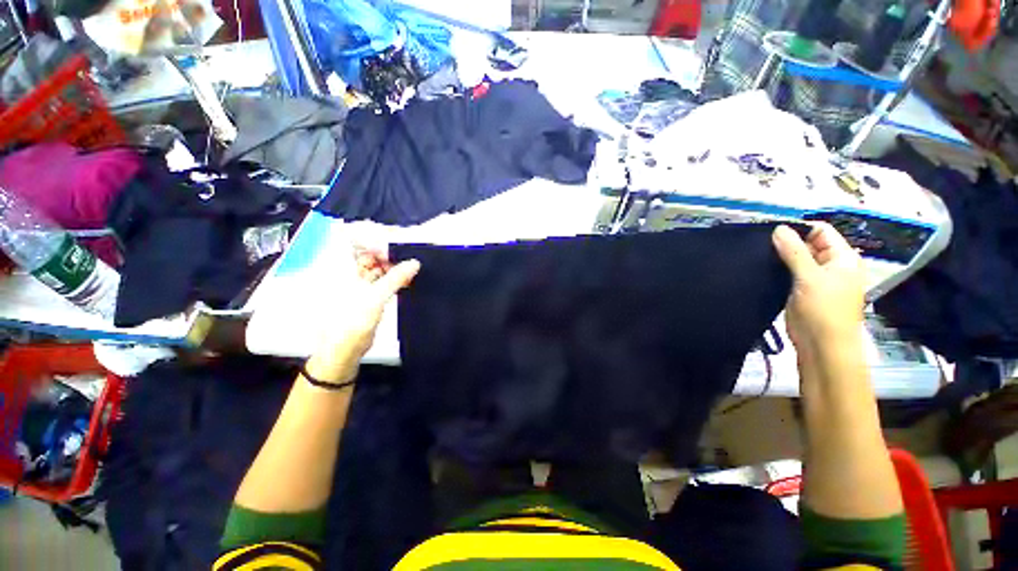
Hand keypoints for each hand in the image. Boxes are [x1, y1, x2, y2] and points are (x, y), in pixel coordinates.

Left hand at [304, 248, 419, 383]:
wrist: (344, 350)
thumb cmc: (351, 323)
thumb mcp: (375, 298)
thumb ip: (395, 278)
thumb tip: (415, 263)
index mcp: (340, 267)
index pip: (355, 238)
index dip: (374, 235)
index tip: (397, 237)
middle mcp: (347, 270)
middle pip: (367, 250)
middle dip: (388, 249)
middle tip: (409, 251)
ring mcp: (356, 281)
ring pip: (376, 264)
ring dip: (393, 263)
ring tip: (411, 263)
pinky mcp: (366, 292)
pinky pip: (381, 277)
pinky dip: (393, 275)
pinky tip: (407, 277)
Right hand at [772, 223, 865, 363]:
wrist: (821, 345)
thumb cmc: (823, 310)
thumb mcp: (810, 278)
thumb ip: (794, 252)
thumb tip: (778, 228)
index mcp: (842, 258)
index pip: (821, 231)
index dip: (799, 228)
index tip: (771, 229)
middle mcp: (830, 265)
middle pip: (808, 244)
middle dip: (786, 241)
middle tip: (759, 241)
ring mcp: (815, 278)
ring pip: (796, 259)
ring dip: (780, 255)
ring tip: (756, 252)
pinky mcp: (800, 290)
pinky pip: (789, 272)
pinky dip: (777, 268)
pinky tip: (761, 266)